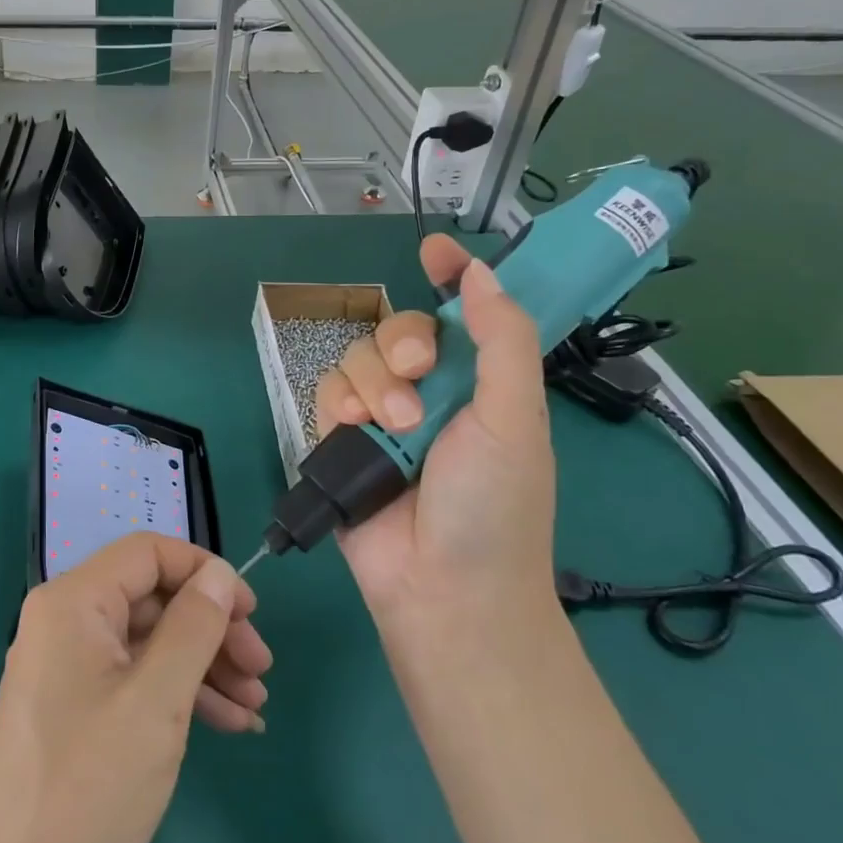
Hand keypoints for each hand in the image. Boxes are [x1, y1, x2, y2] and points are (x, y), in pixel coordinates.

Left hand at [0, 533, 270, 842]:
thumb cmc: (87, 785)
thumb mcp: (156, 701)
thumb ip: (193, 627)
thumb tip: (219, 574)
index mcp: (74, 601)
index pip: (148, 553)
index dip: (204, 573)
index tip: (251, 613)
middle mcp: (66, 621)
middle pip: (152, 599)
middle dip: (212, 629)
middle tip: (261, 671)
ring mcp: (68, 666)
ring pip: (149, 642)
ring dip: (204, 665)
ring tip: (255, 706)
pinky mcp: (74, 706)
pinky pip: (134, 678)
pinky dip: (179, 694)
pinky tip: (227, 724)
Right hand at [314, 235, 555, 622]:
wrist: (443, 591)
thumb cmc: (494, 507)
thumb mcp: (515, 419)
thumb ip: (503, 341)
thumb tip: (482, 273)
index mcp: (481, 384)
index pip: (466, 314)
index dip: (452, 276)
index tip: (434, 251)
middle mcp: (430, 393)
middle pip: (398, 329)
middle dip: (401, 342)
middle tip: (415, 374)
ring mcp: (383, 418)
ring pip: (358, 357)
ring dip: (372, 383)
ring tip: (390, 428)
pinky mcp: (342, 441)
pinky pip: (327, 392)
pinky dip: (336, 403)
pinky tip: (351, 426)